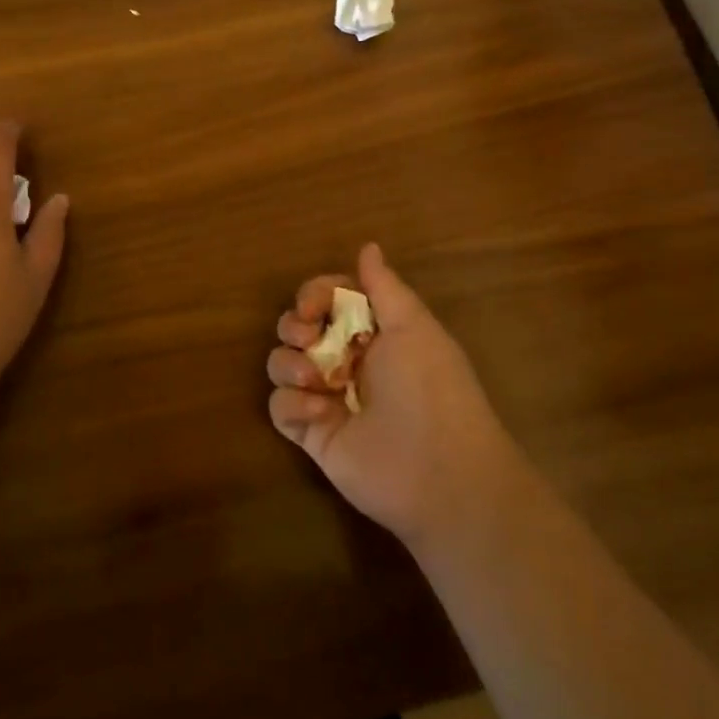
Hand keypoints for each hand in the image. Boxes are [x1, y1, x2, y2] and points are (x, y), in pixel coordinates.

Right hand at [266, 244, 519, 549]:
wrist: (439, 472)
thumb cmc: (430, 388)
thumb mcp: (413, 326)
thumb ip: (384, 286)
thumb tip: (368, 246)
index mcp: (373, 332)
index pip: (327, 297)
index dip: (313, 294)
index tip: (313, 306)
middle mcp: (346, 360)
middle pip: (297, 327)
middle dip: (294, 325)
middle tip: (308, 336)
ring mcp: (326, 397)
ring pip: (281, 363)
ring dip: (289, 363)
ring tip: (316, 379)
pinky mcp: (311, 433)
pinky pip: (279, 406)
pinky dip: (292, 404)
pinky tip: (320, 412)